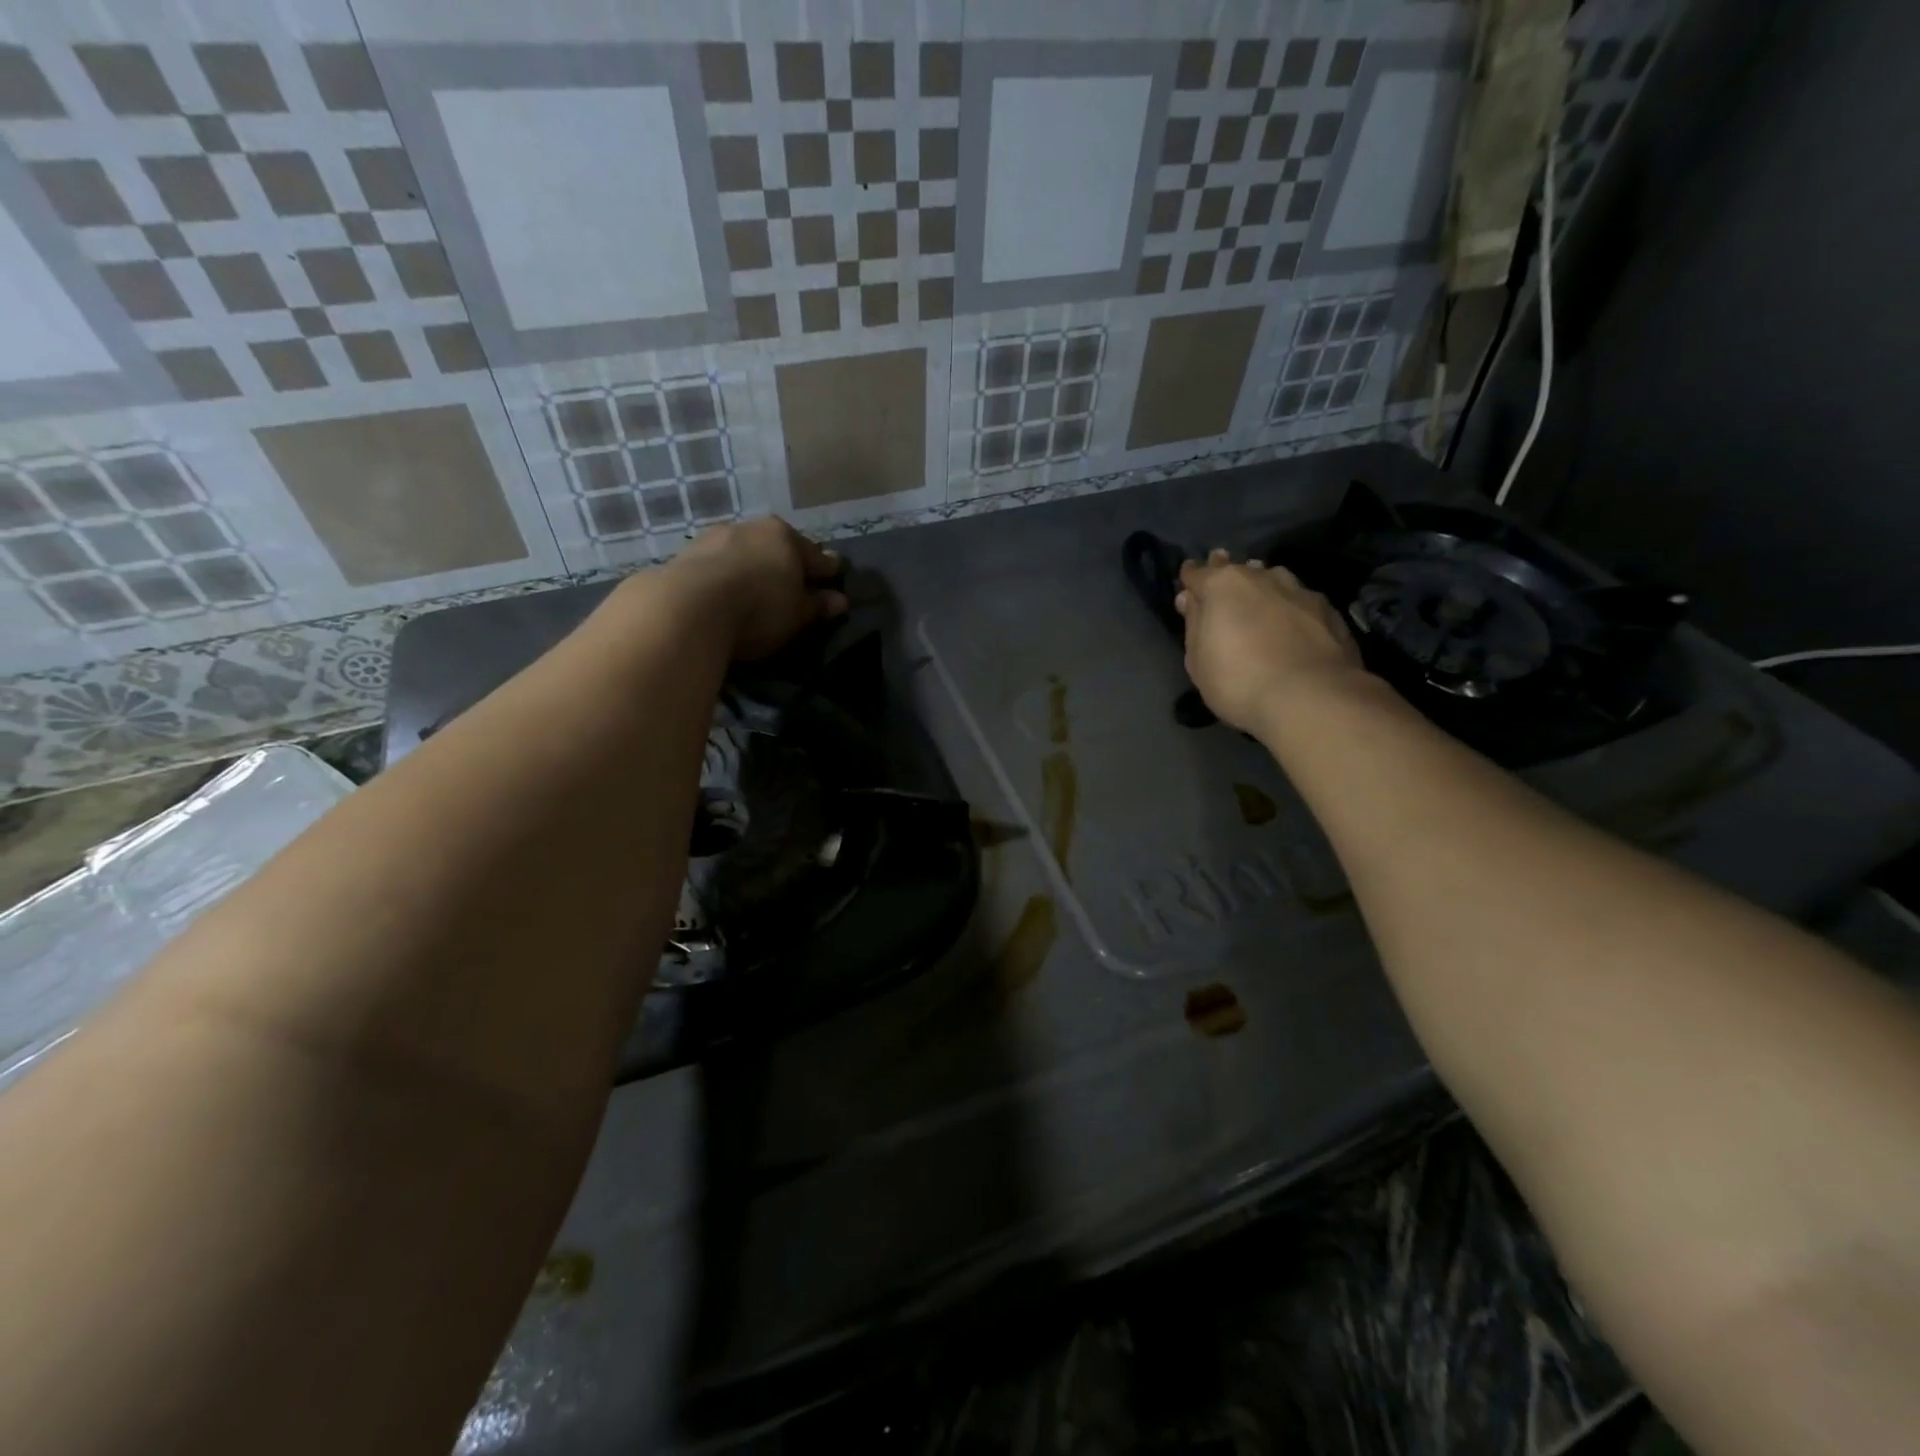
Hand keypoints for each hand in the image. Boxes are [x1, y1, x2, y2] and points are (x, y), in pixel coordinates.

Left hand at [670, 517, 848, 658]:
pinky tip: (724, 591)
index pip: (815, 555)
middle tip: (793, 581)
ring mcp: (714, 537)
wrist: (689, 607)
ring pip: (742, 552)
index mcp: (785, 537)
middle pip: (776, 547)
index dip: (827, 569)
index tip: (835, 574)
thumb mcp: (797, 614)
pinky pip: (715, 565)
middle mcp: (750, 528)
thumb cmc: (759, 608)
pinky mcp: (684, 555)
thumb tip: (840, 601)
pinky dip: (724, 576)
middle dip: (786, 563)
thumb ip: (817, 606)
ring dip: (751, 566)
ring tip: (754, 587)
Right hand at [1175, 549, 1365, 733]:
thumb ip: (1193, 623)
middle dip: (1227, 576)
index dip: (1189, 580)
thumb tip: (1190, 598)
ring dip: (1262, 588)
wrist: (1311, 698)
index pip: (1197, 573)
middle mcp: (1261, 577)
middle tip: (1222, 592)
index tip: (1187, 589)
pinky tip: (1292, 626)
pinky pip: (1299, 601)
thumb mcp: (1197, 660)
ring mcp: (1299, 590)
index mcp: (1222, 585)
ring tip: (1259, 605)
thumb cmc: (1238, 681)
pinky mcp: (1329, 610)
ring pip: (1273, 579)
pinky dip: (1290, 608)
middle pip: (1238, 570)